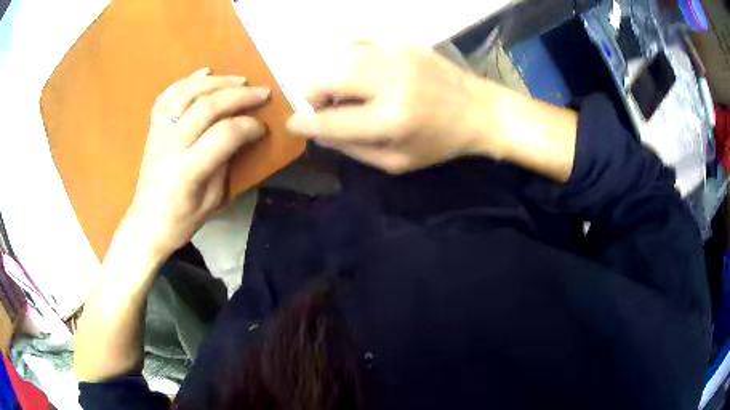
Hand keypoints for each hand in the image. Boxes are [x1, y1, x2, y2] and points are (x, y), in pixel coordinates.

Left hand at [124, 68, 269, 259]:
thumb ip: (226, 163)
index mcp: (188, 171)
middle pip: (206, 107)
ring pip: (187, 93)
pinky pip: (168, 95)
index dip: (248, 126)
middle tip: (262, 92)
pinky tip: (205, 72)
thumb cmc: (181, 220)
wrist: (146, 223)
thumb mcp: (212, 201)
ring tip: (238, 79)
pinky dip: (187, 80)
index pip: (224, 134)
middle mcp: (171, 145)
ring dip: (216, 82)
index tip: (262, 127)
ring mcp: (159, 133)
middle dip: (239, 96)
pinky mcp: (153, 128)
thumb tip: (241, 134)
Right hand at [285, 44, 497, 173]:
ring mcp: (394, 54)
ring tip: (346, 90)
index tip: (293, 124)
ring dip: (329, 75)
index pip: (330, 120)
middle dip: (314, 95)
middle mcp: (389, 80)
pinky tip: (359, 70)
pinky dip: (346, 57)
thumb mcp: (397, 162)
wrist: (478, 109)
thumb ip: (353, 149)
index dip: (304, 123)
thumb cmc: (439, 142)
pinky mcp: (400, 40)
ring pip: (334, 55)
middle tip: (329, 107)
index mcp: (391, 119)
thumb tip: (318, 132)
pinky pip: (354, 40)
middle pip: (323, 77)